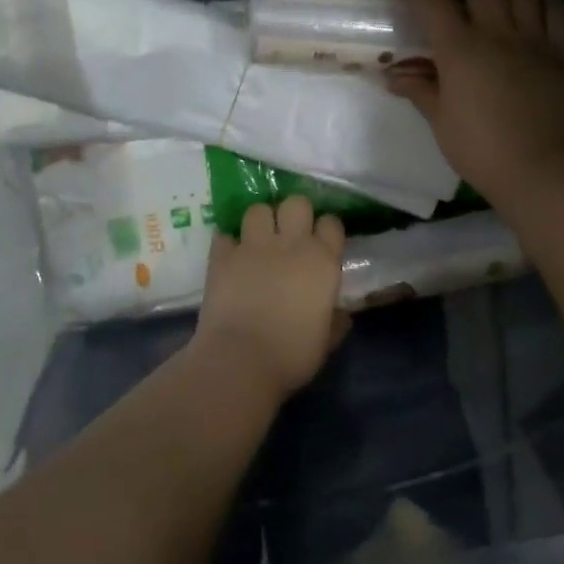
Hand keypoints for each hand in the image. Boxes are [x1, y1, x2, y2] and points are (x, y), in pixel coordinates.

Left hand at [192, 197, 350, 401]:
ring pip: (258, 209)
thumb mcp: (326, 341)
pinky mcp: (222, 255)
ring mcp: (253, 246)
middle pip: (295, 203)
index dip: (326, 229)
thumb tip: (341, 314)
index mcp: (322, 261)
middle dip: (293, 213)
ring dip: (260, 221)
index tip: (322, 242)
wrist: (241, 360)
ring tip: (258, 240)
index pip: (331, 223)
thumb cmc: (293, 355)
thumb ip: (335, 320)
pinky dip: (228, 242)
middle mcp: (290, 244)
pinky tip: (230, 255)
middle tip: (289, 233)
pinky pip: (225, 234)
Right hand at [386, 0, 563, 204]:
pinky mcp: (560, 53)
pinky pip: (555, 10)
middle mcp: (499, 32)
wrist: (541, 169)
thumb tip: (394, 75)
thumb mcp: (441, 121)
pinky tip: (530, 8)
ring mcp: (534, 40)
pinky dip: (540, 0)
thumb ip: (420, 89)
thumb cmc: (481, 149)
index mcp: (461, 49)